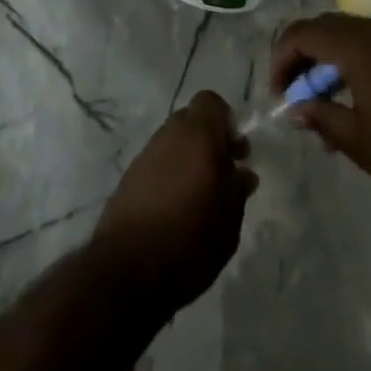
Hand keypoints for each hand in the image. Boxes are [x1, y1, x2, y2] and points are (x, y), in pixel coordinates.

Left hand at [91, 91, 256, 316]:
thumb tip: (243, 172)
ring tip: (202, 197)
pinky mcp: (130, 175)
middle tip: (224, 174)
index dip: (226, 122)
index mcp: (198, 134)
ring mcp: (146, 152)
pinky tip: (177, 207)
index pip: (212, 102)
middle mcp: (170, 133)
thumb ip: (238, 189)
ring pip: (175, 141)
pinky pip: (159, 161)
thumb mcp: (229, 221)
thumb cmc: (189, 239)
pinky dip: (171, 173)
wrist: (127, 267)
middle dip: (210, 140)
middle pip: (193, 120)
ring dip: (190, 158)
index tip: (236, 152)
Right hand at [271, 14, 370, 215]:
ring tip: (323, 104)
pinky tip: (355, 100)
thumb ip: (321, 116)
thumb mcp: (358, 142)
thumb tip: (296, 106)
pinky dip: (353, 62)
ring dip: (327, 61)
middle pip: (324, 28)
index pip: (302, 33)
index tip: (278, 93)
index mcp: (357, 45)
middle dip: (302, 57)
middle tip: (295, 96)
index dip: (281, 58)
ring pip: (348, 35)